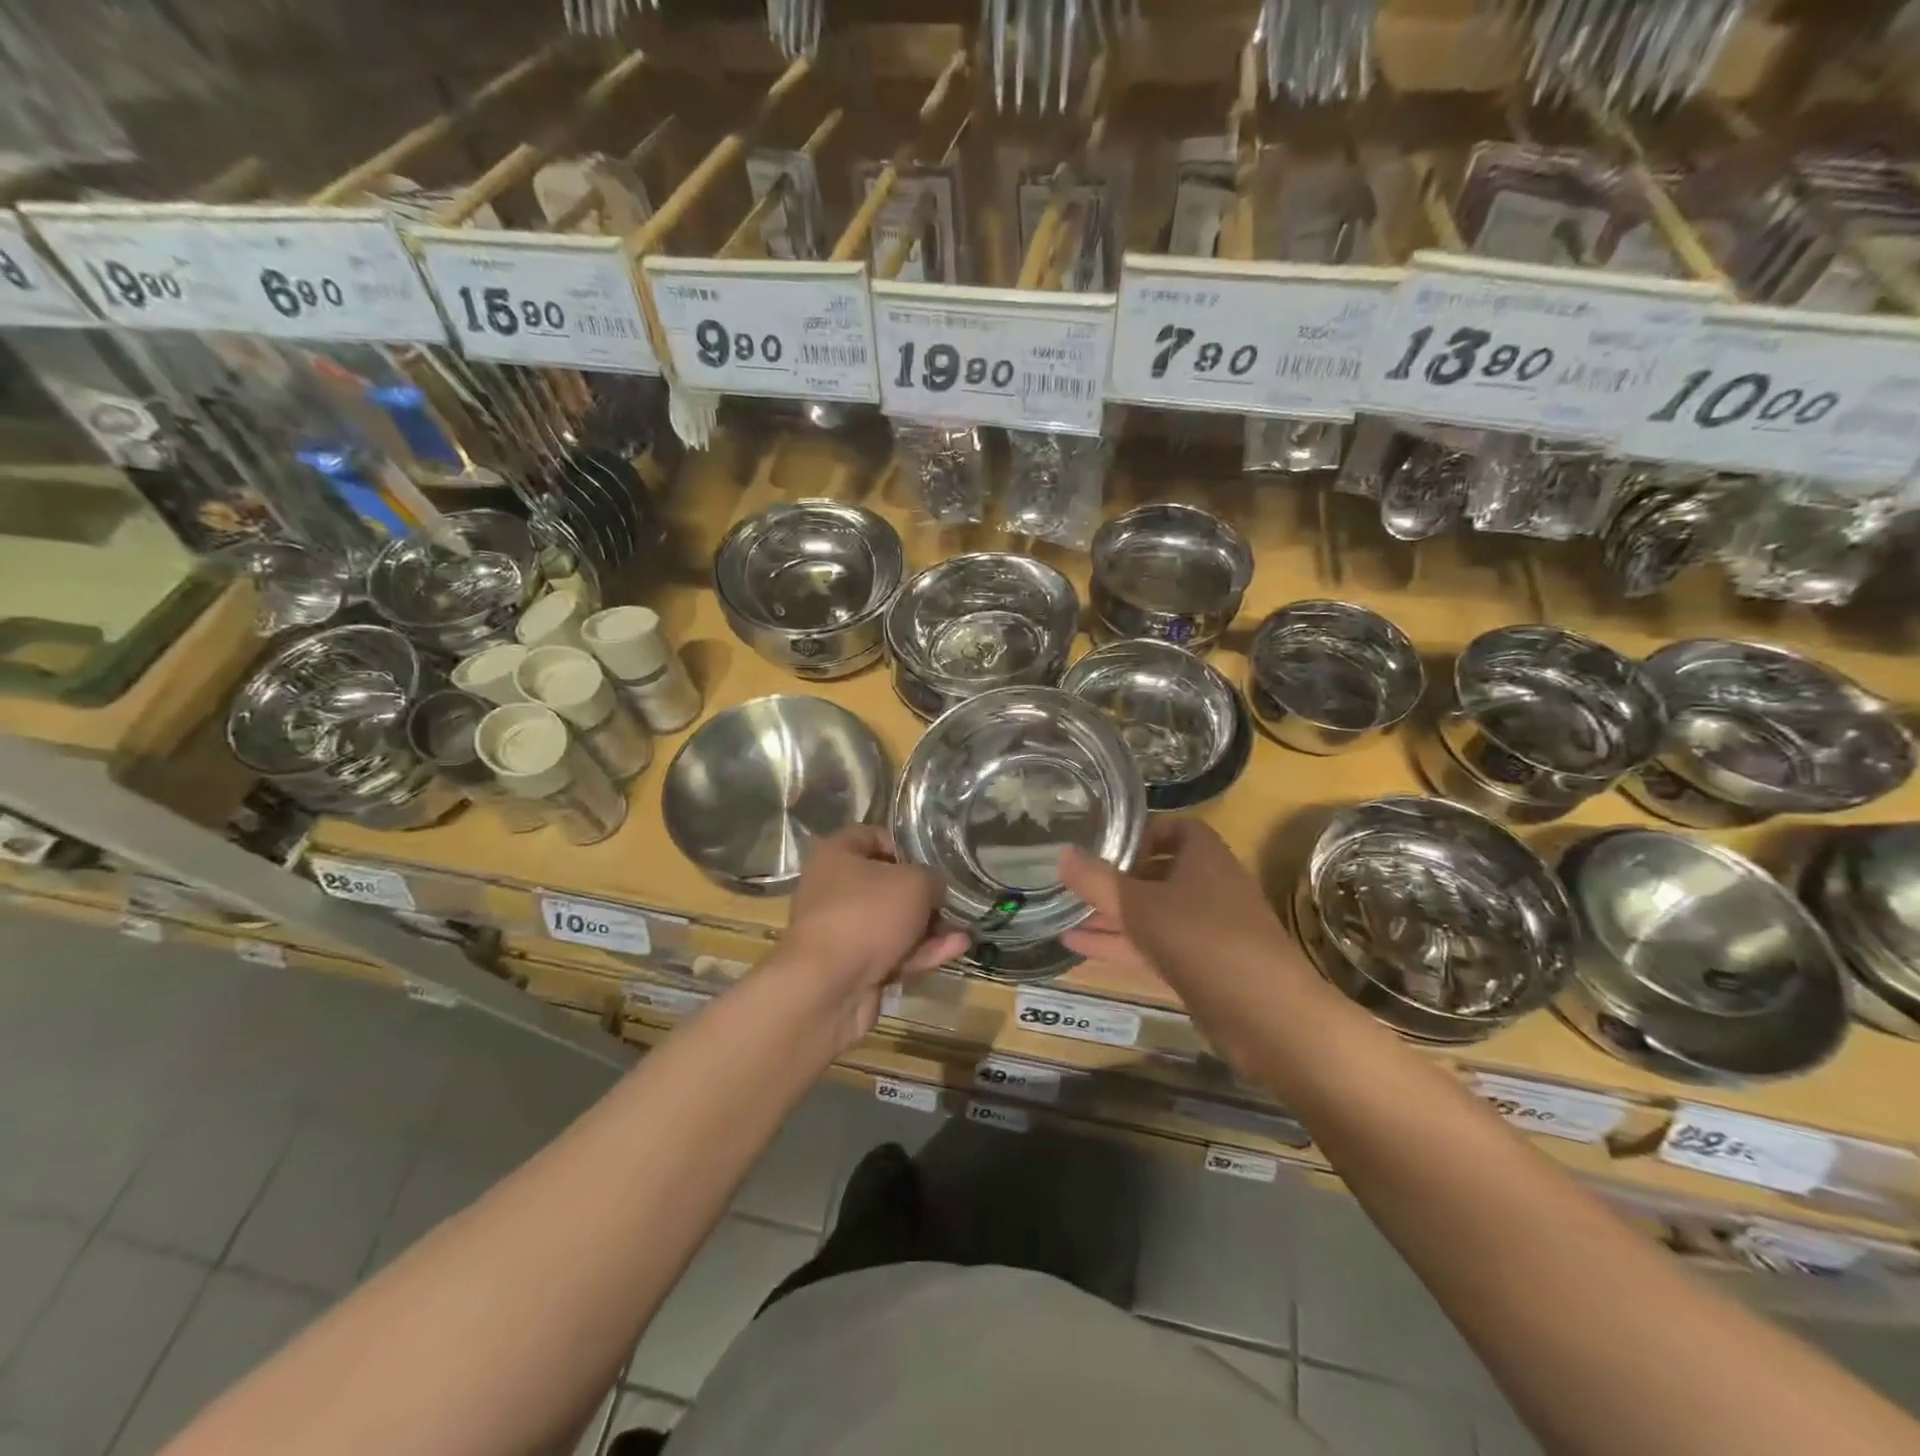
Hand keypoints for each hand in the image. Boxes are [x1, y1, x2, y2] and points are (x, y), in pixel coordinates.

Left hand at [774, 826, 967, 1044]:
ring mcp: (842, 931)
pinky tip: (955, 949)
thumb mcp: (914, 883)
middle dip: (921, 894)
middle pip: (884, 884)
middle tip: (950, 898)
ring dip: (928, 927)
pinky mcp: (852, 968)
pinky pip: (891, 953)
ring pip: (892, 923)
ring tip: (964, 927)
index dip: (902, 844)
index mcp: (836, 856)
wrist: (828, 987)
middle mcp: (833, 890)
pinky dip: (920, 951)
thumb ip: (932, 879)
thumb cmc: (868, 914)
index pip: (870, 836)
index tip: (929, 859)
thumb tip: (935, 889)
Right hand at [1059, 818, 1300, 991]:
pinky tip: (1078, 948)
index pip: (1177, 829)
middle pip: (1161, 874)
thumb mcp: (1140, 906)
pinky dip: (1122, 946)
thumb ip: (1097, 881)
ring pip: (1154, 915)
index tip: (1108, 846)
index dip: (1144, 833)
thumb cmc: (1203, 940)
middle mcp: (1210, 888)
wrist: (1267, 1016)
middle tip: (1077, 884)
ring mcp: (1208, 932)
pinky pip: (1156, 948)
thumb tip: (1062, 853)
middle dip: (1119, 879)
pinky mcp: (1203, 969)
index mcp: (1205, 858)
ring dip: (1114, 917)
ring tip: (1064, 916)